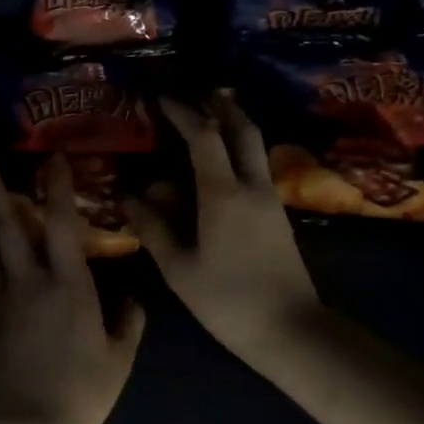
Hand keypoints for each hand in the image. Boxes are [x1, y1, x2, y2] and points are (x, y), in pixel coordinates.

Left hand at [0, 157, 145, 423]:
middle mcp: (30, 282)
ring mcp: (1, 300)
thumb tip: (133, 300)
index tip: (53, 158)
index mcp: (69, 285)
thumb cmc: (80, 392)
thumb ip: (128, 324)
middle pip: (8, 227)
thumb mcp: (118, 360)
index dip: (58, 187)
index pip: (62, 224)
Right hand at [128, 92, 322, 367]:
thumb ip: (155, 227)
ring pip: (254, 146)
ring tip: (209, 118)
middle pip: (242, 129)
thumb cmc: (227, 300)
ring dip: (233, 124)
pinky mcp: (278, 214)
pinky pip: (256, 166)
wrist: (291, 330)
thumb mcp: (180, 267)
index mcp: (223, 194)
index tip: (161, 98)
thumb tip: (132, 196)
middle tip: (197, 93)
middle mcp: (251, 186)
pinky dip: (239, 150)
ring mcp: (270, 199)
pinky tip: (222, 162)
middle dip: (220, 105)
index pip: (203, 137)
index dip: (182, 112)